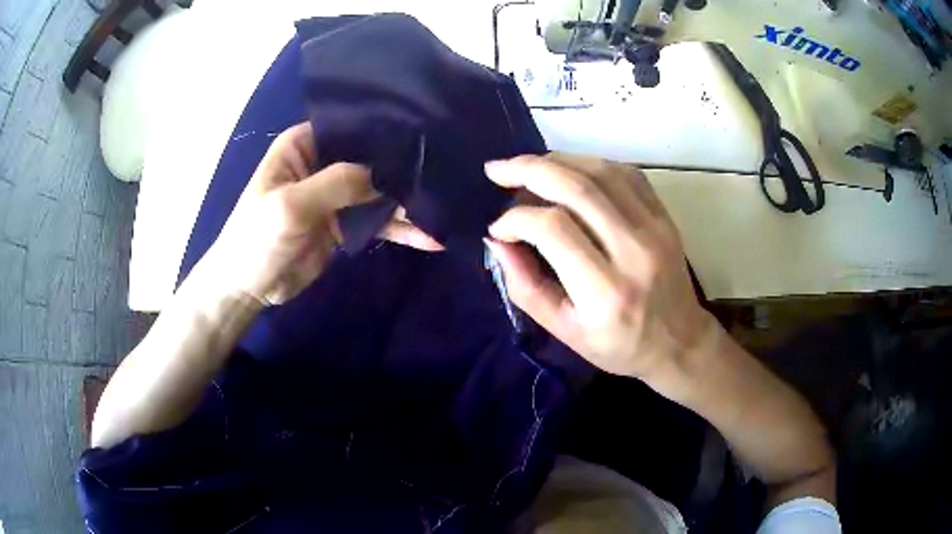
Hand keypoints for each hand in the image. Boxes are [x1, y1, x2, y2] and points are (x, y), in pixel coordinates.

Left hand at [206, 122, 440, 305]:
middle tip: (448, 169)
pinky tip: (431, 237)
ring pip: (380, 192)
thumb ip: (338, 184)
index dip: (383, 128)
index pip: (350, 127)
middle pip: (371, 159)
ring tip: (448, 206)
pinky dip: (402, 229)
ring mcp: (336, 196)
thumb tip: (387, 173)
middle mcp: (323, 164)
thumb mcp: (291, 205)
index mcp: (303, 146)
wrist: (247, 288)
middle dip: (403, 166)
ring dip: (408, 201)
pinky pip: (378, 222)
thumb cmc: (256, 237)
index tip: (423, 132)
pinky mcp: (345, 225)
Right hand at [485, 153, 716, 379]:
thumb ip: (525, 286)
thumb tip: (497, 241)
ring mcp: (655, 228)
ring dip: (557, 161)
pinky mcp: (664, 216)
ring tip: (528, 168)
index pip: (552, 229)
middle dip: (528, 170)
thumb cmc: (618, 346)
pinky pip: (625, 173)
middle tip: (497, 170)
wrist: (678, 342)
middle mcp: (633, 251)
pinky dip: (590, 164)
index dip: (516, 219)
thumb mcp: (564, 331)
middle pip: (577, 188)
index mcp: (606, 291)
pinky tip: (569, 170)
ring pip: (600, 172)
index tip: (498, 229)